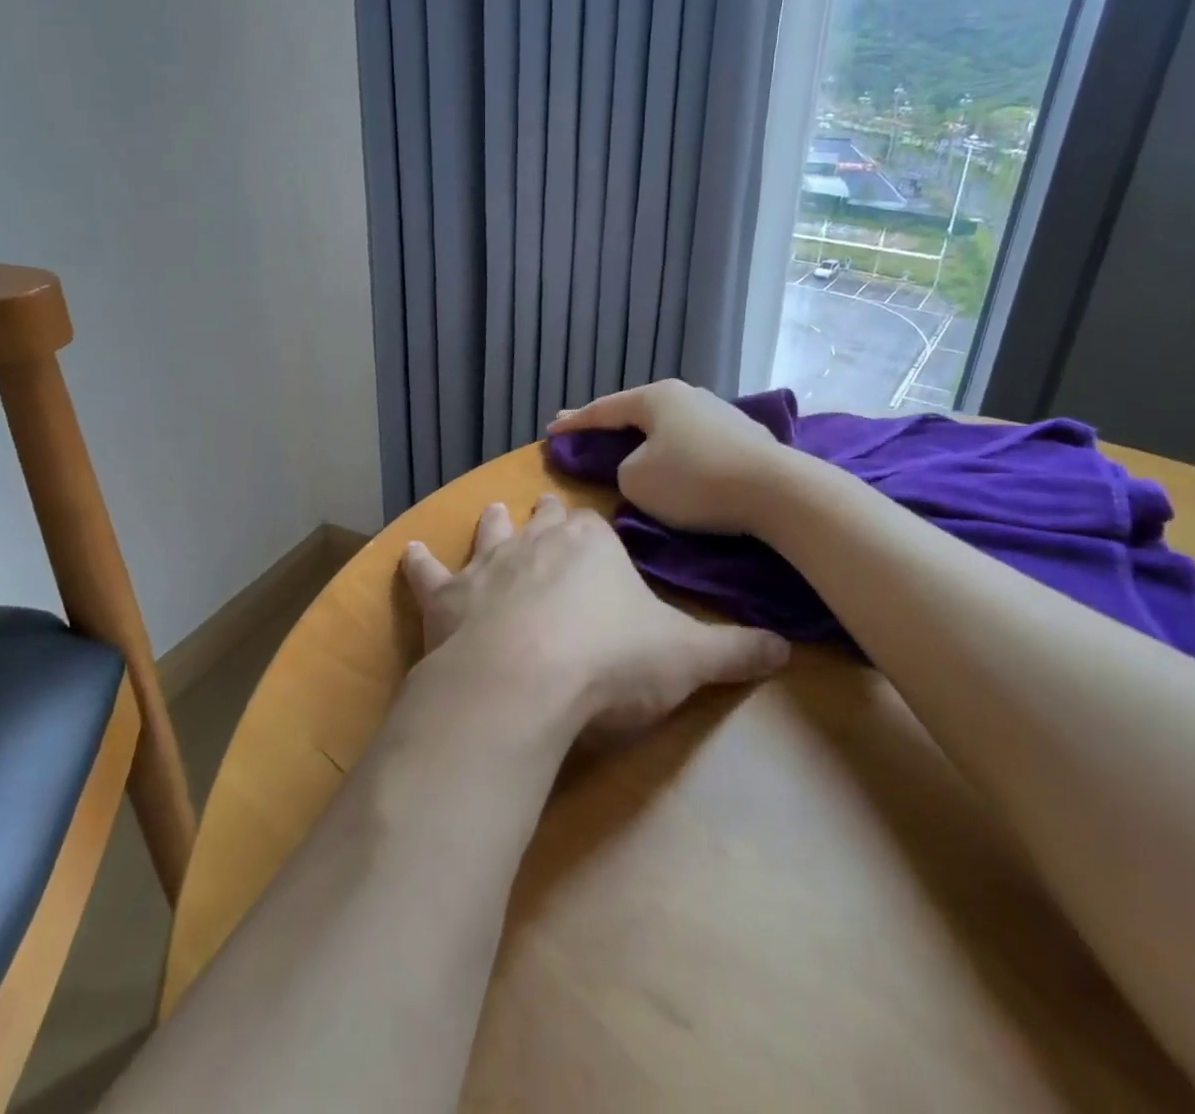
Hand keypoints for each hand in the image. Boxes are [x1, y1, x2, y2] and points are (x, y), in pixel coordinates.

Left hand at [402, 494, 788, 737]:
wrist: (524, 684)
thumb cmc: (610, 661)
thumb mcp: (687, 657)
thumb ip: (736, 650)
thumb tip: (787, 648)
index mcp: (592, 545)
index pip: (596, 528)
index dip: (596, 533)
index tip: (596, 537)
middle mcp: (537, 541)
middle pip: (542, 519)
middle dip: (545, 516)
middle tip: (543, 510)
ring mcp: (486, 565)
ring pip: (489, 534)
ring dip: (492, 526)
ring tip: (492, 512)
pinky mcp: (445, 598)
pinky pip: (428, 574)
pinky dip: (418, 565)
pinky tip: (408, 554)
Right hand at [547, 379, 788, 534]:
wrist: (775, 491)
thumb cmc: (694, 481)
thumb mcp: (636, 480)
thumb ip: (622, 468)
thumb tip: (640, 465)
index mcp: (656, 397)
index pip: (603, 409)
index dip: (574, 422)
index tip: (551, 430)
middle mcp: (687, 395)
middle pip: (636, 410)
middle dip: (608, 424)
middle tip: (582, 430)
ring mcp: (718, 412)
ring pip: (667, 425)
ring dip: (644, 437)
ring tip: (628, 447)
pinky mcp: (742, 435)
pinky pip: (692, 440)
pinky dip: (673, 449)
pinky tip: (674, 461)